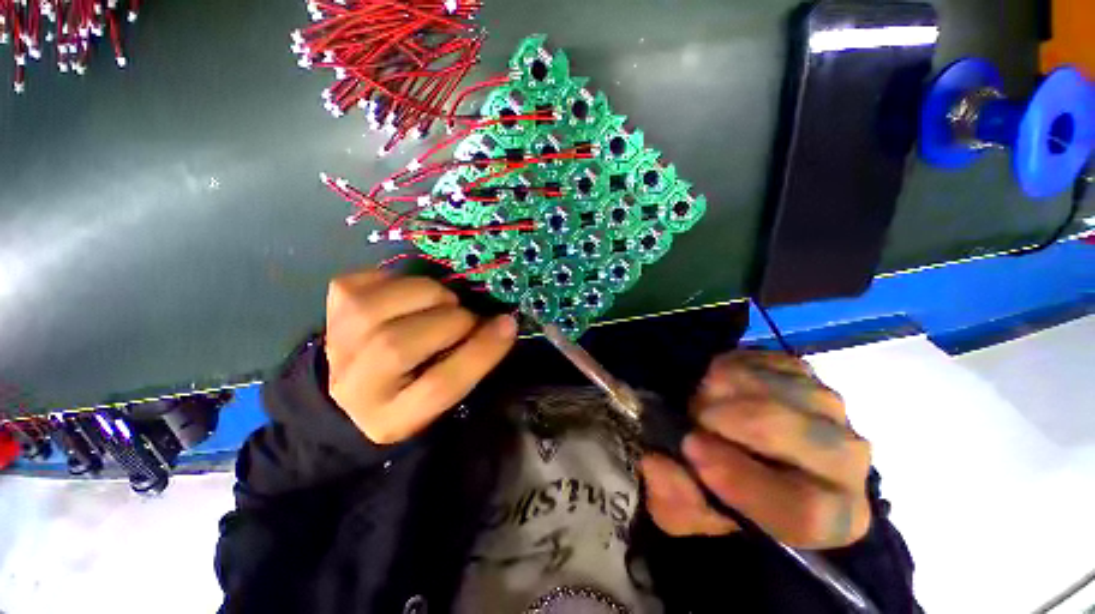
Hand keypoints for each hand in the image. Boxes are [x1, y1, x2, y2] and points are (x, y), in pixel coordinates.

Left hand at [324, 270, 516, 443]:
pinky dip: (400, 280)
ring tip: (442, 303)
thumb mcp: (447, 390)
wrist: (359, 383)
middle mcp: (355, 388)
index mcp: (394, 419)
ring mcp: (336, 345)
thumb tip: (504, 322)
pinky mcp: (332, 310)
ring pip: (375, 310)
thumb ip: (473, 361)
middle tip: (466, 318)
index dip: (480, 352)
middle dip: (451, 321)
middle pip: (399, 347)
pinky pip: (367, 281)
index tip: (508, 325)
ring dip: (427, 295)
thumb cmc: (416, 387)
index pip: (439, 387)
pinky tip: (411, 295)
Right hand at [641, 351, 871, 548]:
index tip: (692, 450)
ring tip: (702, 404)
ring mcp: (827, 406)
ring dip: (723, 391)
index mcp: (831, 517)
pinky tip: (716, 386)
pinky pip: (762, 360)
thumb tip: (657, 463)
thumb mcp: (688, 512)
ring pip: (775, 389)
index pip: (806, 508)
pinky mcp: (802, 371)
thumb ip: (674, 498)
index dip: (744, 481)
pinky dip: (728, 368)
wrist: (743, 450)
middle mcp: (847, 460)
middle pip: (795, 434)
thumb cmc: (723, 494)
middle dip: (729, 421)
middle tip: (693, 418)